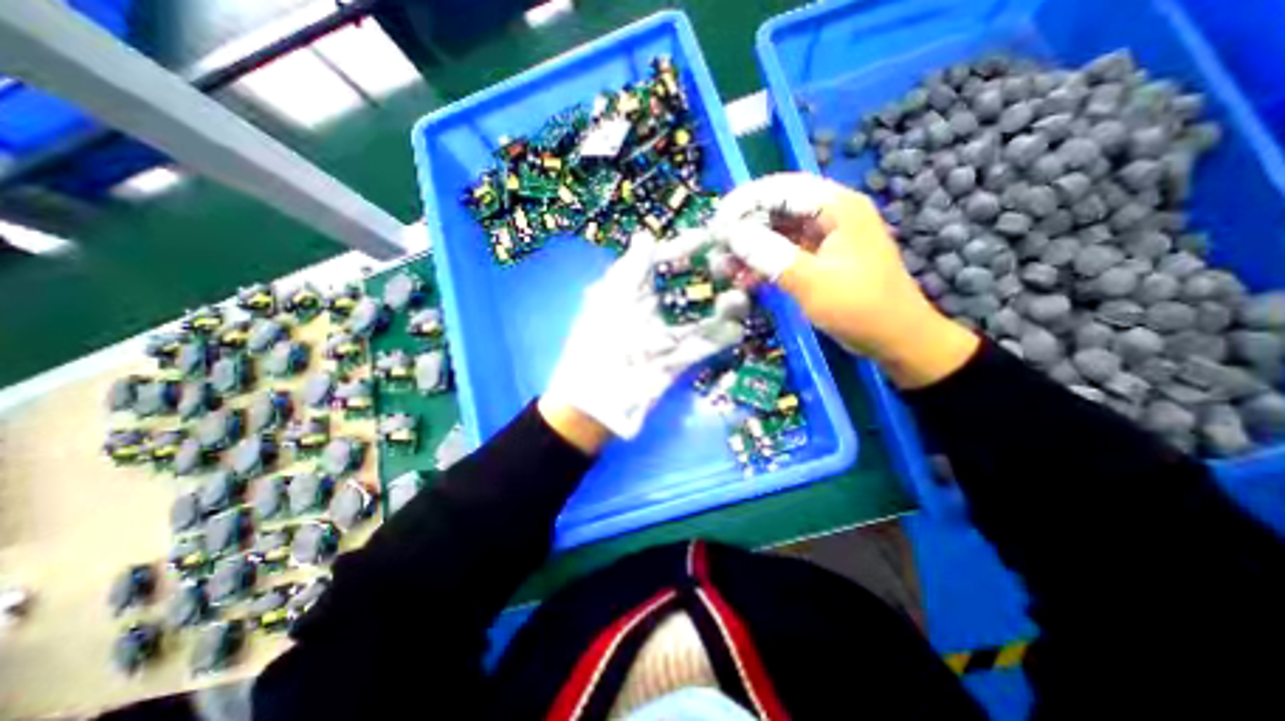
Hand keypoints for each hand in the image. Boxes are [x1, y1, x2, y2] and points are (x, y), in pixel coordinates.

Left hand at [541, 232, 742, 444]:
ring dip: (721, 308)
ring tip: (742, 298)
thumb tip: (645, 235)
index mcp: (631, 294)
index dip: (684, 249)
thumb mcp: (611, 300)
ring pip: (698, 317)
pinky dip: (719, 339)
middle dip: (710, 278)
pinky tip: (737, 329)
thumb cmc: (599, 344)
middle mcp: (650, 312)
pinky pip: (701, 347)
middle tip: (736, 268)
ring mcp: (664, 337)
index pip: (661, 263)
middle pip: (686, 288)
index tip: (712, 237)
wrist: (598, 401)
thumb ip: (631, 269)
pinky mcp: (676, 362)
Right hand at [712, 172, 973, 387]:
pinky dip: (764, 263)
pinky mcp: (819, 260)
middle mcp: (831, 216)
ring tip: (725, 266)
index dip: (747, 202)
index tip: (718, 222)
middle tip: (718, 248)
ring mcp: (825, 239)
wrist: (895, 339)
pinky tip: (745, 278)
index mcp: (838, 207)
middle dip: (746, 228)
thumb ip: (771, 255)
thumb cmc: (860, 308)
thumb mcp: (812, 282)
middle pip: (778, 209)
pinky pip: (784, 253)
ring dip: (751, 247)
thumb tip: (733, 235)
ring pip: (778, 233)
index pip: (783, 190)